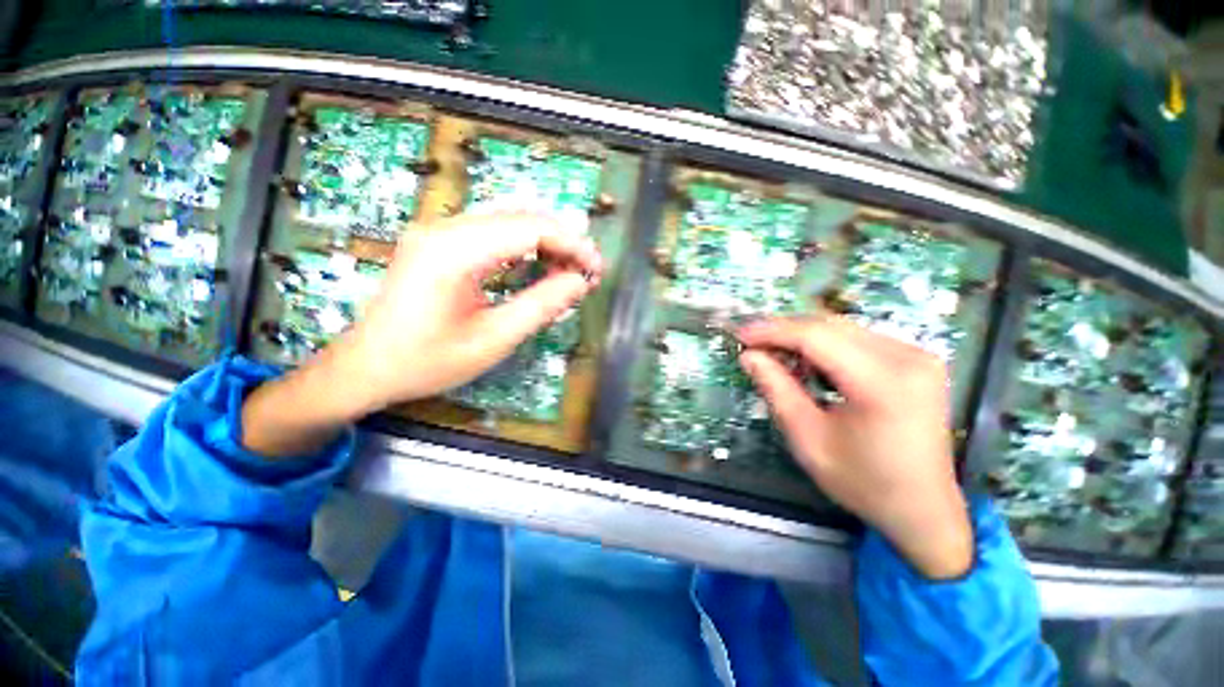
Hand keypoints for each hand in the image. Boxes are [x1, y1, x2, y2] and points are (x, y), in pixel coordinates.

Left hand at [241, 212, 602, 457]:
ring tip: (569, 271)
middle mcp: (445, 228)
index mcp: (454, 251)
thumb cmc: (427, 362)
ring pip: (509, 221)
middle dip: (563, 241)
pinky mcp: (440, 242)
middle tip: (587, 272)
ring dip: (546, 242)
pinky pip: (493, 233)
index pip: (529, 227)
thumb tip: (580, 282)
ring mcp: (439, 232)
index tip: (597, 268)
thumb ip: (541, 306)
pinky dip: (525, 247)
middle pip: (521, 217)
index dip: (571, 243)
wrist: (365, 367)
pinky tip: (539, 266)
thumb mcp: (493, 340)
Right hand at [737, 316, 972, 578]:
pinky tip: (808, 361)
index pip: (815, 337)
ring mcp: (918, 355)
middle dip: (784, 330)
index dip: (772, 332)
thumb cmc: (863, 482)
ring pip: (843, 328)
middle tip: (752, 343)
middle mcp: (907, 358)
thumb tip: (749, 356)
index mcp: (883, 383)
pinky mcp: (917, 360)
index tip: (740, 335)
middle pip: (830, 326)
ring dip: (803, 336)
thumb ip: (777, 390)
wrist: (924, 509)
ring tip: (774, 352)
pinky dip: (826, 344)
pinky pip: (859, 338)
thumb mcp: (807, 439)